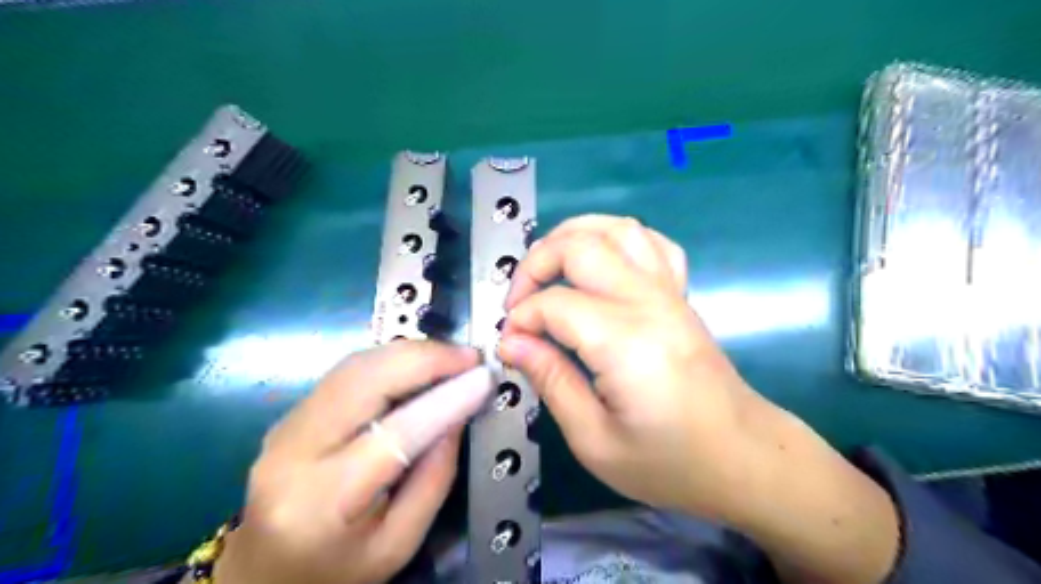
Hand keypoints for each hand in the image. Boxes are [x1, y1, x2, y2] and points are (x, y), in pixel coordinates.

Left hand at [217, 342, 483, 583]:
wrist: (263, 574)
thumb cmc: (335, 570)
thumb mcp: (398, 542)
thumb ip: (435, 477)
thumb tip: (459, 413)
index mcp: (323, 501)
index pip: (393, 434)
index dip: (444, 400)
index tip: (482, 378)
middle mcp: (294, 451)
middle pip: (364, 381)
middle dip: (426, 358)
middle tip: (470, 357)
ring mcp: (287, 424)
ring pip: (355, 365)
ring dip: (411, 352)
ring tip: (452, 357)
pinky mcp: (293, 411)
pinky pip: (348, 370)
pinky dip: (392, 358)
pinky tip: (419, 363)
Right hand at [500, 213, 898, 582]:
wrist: (742, 457)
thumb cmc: (670, 462)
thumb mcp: (596, 440)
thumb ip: (551, 381)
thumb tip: (511, 342)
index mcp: (626, 342)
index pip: (555, 304)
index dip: (521, 319)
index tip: (509, 345)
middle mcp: (648, 303)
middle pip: (581, 247)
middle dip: (535, 264)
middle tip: (517, 303)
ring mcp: (669, 292)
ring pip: (617, 229)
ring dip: (572, 235)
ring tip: (547, 266)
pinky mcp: (680, 295)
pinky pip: (652, 243)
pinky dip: (617, 238)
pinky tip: (600, 261)